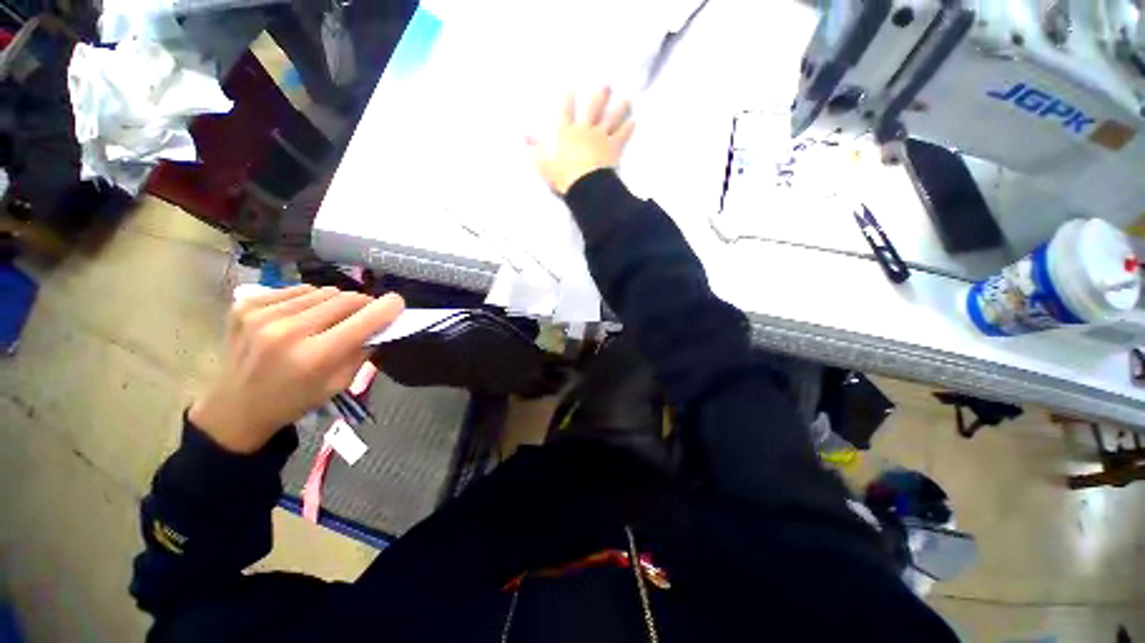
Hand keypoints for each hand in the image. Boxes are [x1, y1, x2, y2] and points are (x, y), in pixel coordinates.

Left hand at [189, 285, 404, 453]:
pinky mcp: (246, 304)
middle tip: (363, 316)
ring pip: (323, 291)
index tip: (398, 303)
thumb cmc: (295, 400)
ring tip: (328, 319)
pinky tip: (302, 316)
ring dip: (335, 303)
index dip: (388, 307)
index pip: (365, 319)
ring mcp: (263, 314)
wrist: (236, 406)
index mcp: (315, 357)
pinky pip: (297, 290)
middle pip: (346, 298)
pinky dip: (309, 300)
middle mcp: (288, 330)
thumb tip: (382, 324)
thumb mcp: (340, 384)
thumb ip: (363, 350)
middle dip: (363, 305)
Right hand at [531, 87, 636, 194]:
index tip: (570, 87)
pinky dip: (628, 128)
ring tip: (627, 100)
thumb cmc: (561, 175)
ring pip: (611, 117)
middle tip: (607, 85)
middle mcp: (584, 128)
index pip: (565, 111)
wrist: (584, 184)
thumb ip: (535, 148)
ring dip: (619, 107)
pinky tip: (634, 121)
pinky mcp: (613, 146)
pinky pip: (622, 134)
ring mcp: (600, 136)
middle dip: (600, 95)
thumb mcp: (543, 163)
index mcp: (566, 131)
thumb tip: (524, 135)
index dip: (568, 99)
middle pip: (593, 107)